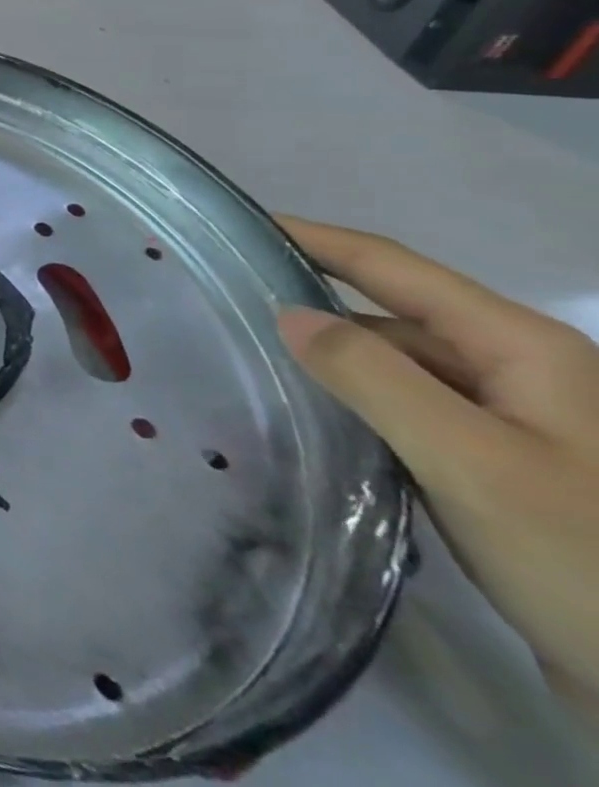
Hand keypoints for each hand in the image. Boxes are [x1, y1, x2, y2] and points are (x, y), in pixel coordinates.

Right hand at [276, 218, 598, 724]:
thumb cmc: (587, 560)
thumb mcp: (472, 463)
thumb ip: (372, 377)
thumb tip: (287, 314)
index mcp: (521, 348)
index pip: (391, 266)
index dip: (313, 237)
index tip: (238, 225)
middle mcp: (519, 372)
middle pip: (392, 315)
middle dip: (311, 304)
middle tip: (224, 305)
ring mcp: (515, 423)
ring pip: (398, 367)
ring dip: (332, 361)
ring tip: (250, 361)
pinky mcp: (502, 468)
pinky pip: (409, 412)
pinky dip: (356, 405)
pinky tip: (313, 420)